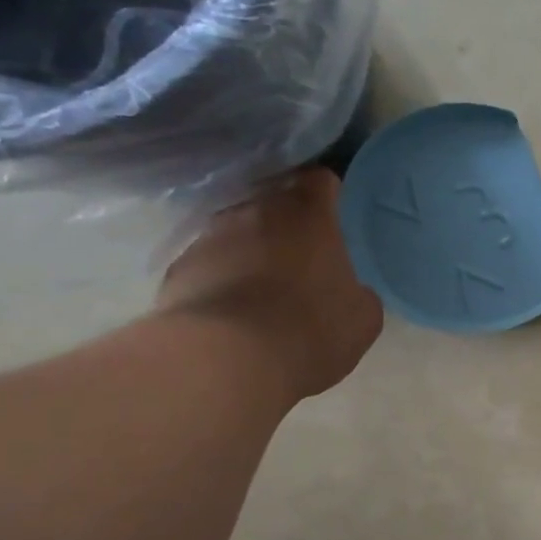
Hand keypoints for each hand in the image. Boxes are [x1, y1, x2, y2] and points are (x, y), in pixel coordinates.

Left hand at [157, 168, 382, 401]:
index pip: (320, 180)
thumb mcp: (362, 318)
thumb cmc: (311, 330)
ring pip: (237, 232)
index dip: (328, 195)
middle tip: (302, 261)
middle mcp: (256, 212)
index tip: (334, 217)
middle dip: (288, 226)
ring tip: (261, 292)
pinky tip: (231, 314)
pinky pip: (208, 265)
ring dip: (250, 251)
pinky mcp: (178, 268)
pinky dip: (220, 280)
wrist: (227, 359)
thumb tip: (349, 290)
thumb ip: (358, 291)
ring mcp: (210, 236)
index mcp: (309, 215)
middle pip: (274, 203)